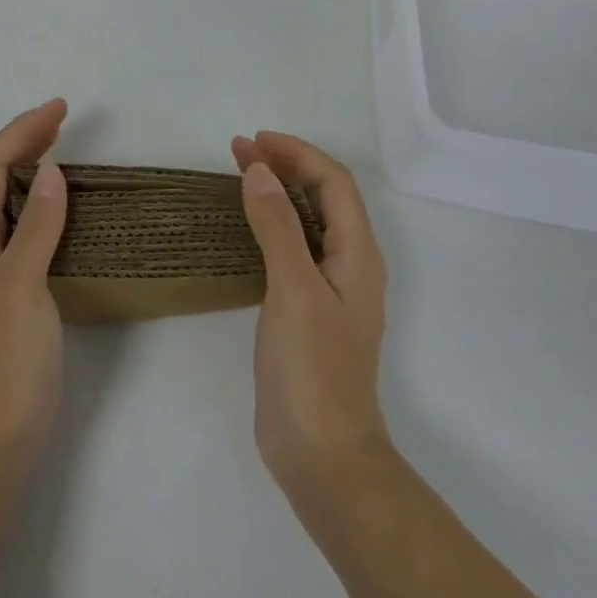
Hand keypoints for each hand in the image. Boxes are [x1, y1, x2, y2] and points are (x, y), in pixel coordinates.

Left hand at [0, 99, 69, 476]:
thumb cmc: (5, 364)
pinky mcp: (8, 292)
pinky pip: (19, 227)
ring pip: (4, 200)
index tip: (60, 109)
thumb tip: (51, 170)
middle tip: (63, 120)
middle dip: (24, 140)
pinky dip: (39, 202)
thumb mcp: (22, 288)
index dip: (22, 130)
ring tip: (62, 151)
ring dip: (30, 167)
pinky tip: (60, 210)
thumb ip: (35, 228)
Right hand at [232, 131, 391, 499]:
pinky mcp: (308, 311)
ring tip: (240, 175)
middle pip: (323, 197)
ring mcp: (330, 290)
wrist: (322, 457)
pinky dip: (272, 223)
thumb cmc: (313, 369)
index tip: (254, 140)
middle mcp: (350, 265)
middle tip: (239, 150)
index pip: (334, 183)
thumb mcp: (294, 289)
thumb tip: (258, 170)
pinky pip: (294, 248)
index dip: (297, 154)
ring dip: (278, 191)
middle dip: (285, 166)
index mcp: (358, 254)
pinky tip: (248, 227)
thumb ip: (278, 226)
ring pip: (308, 221)